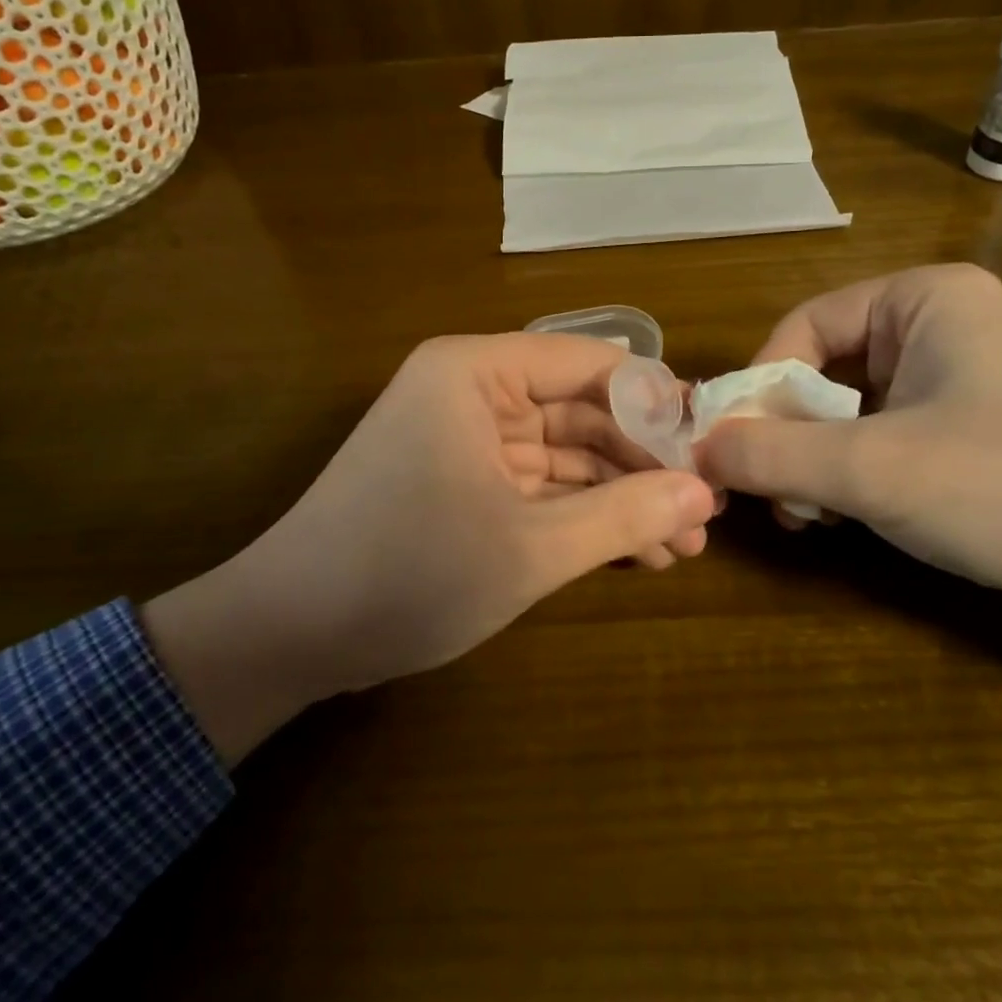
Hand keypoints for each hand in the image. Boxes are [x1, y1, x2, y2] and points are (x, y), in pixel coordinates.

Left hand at [145, 334, 715, 761]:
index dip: (655, 403)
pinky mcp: (460, 481)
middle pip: (580, 410)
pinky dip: (581, 514)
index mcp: (477, 373)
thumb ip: (625, 515)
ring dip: (619, 496)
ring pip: (563, 453)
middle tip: (705, 512)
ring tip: (684, 545)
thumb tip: (705, 493)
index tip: (711, 448)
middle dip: (643, 463)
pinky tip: (636, 550)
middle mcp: (471, 391)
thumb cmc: (408, 573)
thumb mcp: (531, 548)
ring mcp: (464, 438)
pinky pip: (536, 484)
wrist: (289, 636)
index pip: (590, 364)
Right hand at [693, 264, 1001, 597]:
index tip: (733, 446)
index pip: (805, 325)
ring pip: (850, 411)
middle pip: (824, 370)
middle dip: (787, 434)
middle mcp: (941, 326)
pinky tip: (845, 519)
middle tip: (767, 493)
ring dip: (815, 462)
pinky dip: (854, 476)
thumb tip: (695, 450)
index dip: (759, 385)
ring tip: (807, 515)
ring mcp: (960, 380)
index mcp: (924, 300)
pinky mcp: (971, 431)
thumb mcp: (872, 470)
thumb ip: (770, 455)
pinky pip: (885, 438)